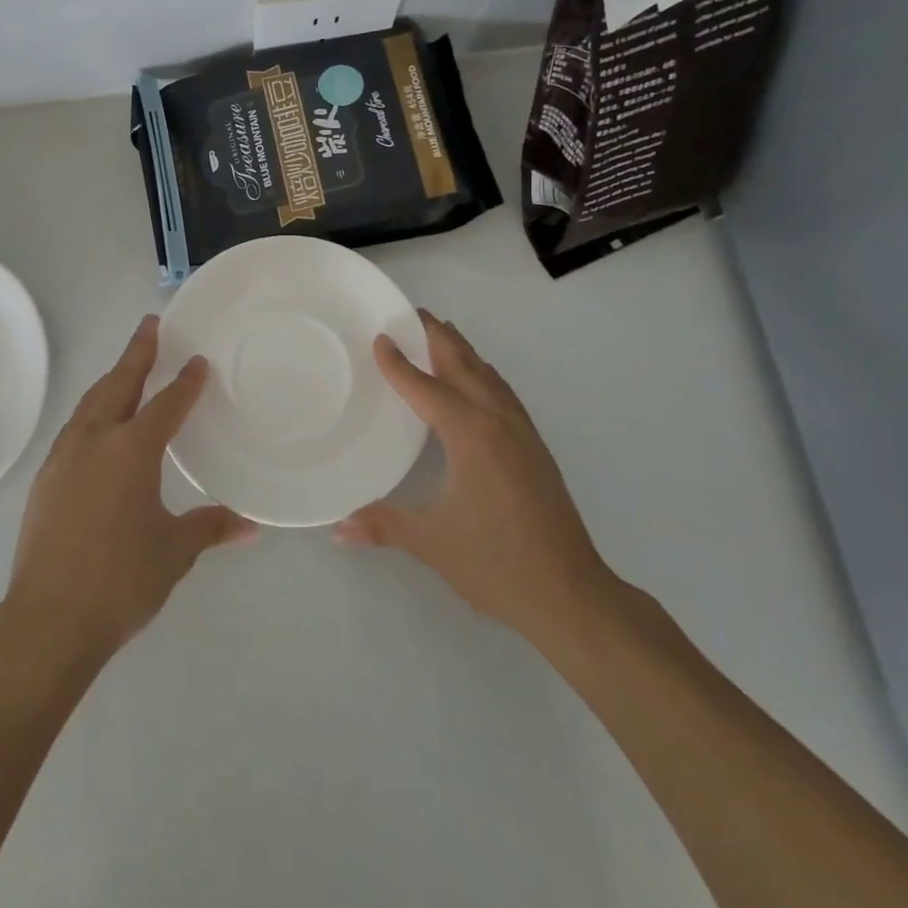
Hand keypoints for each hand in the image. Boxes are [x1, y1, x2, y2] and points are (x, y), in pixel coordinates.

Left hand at [3, 315, 256, 666]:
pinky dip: (92, 410)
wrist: (47, 620)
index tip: (197, 359)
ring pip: (91, 402)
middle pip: (119, 384)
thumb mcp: (174, 552)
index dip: (185, 381)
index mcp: (132, 450)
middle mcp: (95, 441)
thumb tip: (252, 525)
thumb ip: (211, 528)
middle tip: (151, 325)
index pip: (165, 404)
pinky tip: (97, 424)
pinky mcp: (45, 479)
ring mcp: (64, 457)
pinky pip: (74, 427)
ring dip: (112, 379)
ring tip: (126, 367)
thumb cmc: (120, 581)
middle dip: (137, 353)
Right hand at [336, 310, 618, 655]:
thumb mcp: (431, 543)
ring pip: (488, 375)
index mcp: (470, 434)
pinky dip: (484, 373)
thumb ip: (383, 525)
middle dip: (438, 337)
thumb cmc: (496, 563)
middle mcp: (497, 421)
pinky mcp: (535, 448)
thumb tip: (337, 528)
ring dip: (463, 351)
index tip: (380, 337)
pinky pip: (503, 393)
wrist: (571, 594)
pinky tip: (479, 380)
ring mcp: (522, 433)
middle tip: (413, 313)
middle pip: (464, 365)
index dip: (399, 363)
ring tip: (441, 333)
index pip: (426, 387)